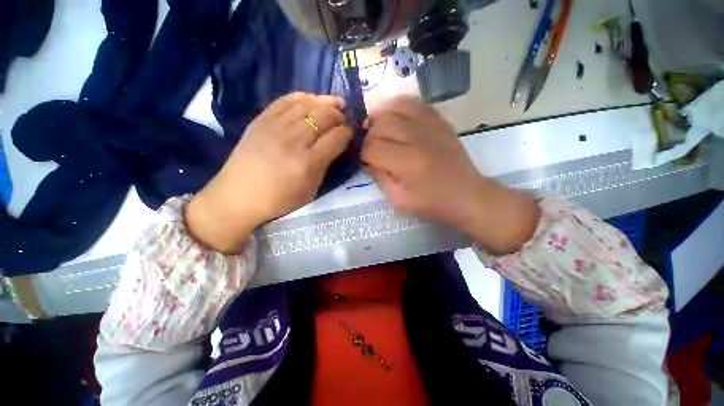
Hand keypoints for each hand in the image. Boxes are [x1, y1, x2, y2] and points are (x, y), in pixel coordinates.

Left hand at [186, 92, 352, 252]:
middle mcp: (293, 141)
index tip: (351, 133)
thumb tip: (338, 143)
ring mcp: (274, 127)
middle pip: (323, 116)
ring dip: (325, 103)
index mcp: (307, 163)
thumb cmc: (280, 199)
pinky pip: (286, 100)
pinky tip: (312, 100)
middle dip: (339, 115)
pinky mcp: (260, 120)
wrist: (238, 196)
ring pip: (307, 104)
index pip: (336, 138)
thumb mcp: (311, 189)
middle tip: (343, 119)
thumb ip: (326, 164)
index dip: (347, 132)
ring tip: (335, 104)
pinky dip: (303, 97)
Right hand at [362, 96, 539, 254]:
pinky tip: (393, 116)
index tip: (366, 162)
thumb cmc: (433, 203)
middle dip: (369, 136)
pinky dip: (398, 106)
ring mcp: (430, 125)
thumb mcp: (399, 200)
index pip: (373, 148)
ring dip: (380, 118)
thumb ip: (380, 178)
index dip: (364, 155)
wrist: (467, 195)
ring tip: (376, 128)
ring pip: (394, 109)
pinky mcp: (439, 121)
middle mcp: (417, 138)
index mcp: (407, 162)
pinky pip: (414, 103)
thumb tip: (368, 161)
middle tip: (371, 148)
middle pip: (381, 125)